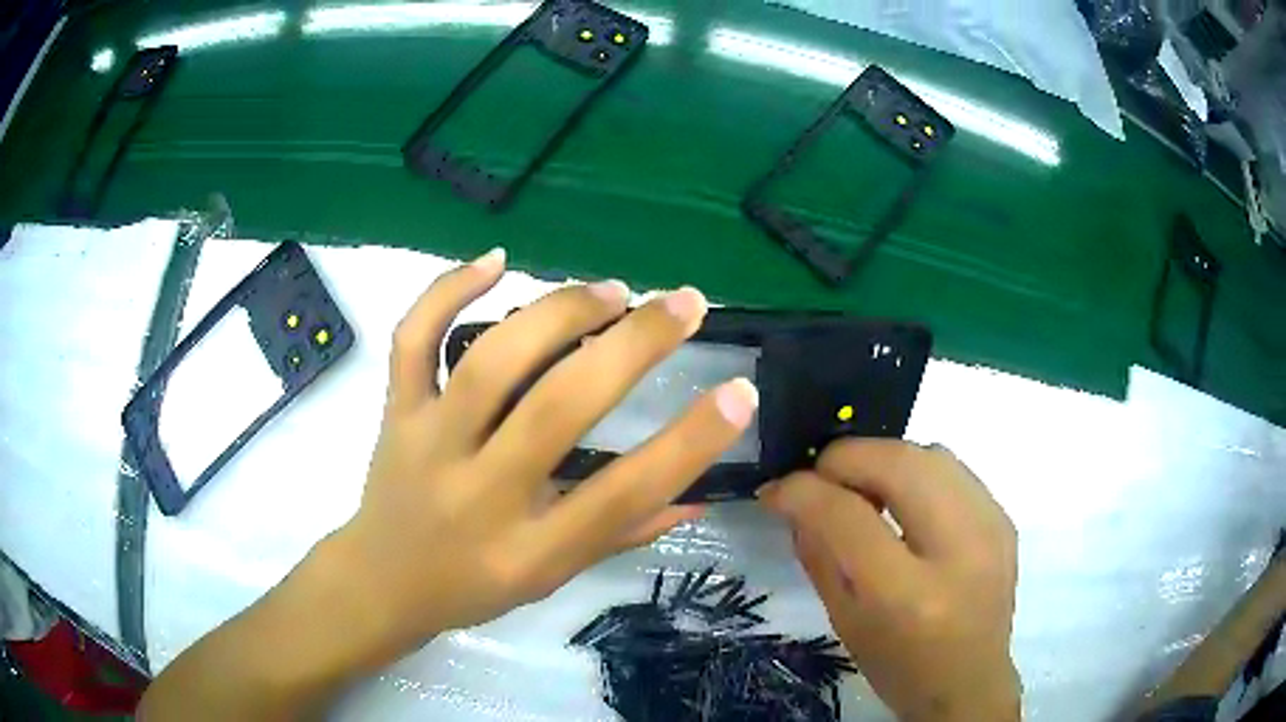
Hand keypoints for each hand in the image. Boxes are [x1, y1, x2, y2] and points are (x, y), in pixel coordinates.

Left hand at [325, 248, 758, 663]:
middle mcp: (479, 494)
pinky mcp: (395, 412)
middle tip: (684, 304)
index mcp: (527, 551)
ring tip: (612, 291)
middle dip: (633, 346)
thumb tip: (698, 493)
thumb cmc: (473, 587)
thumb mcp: (552, 578)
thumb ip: (622, 532)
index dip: (689, 443)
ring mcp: (428, 443)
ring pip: (490, 360)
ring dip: (558, 313)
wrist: (380, 581)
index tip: (739, 393)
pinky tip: (495, 260)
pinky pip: (413, 339)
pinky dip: (447, 289)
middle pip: (558, 409)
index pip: (621, 495)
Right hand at [758, 440, 1019, 721]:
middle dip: (845, 459)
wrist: (970, 682)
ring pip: (929, 453)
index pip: (847, 516)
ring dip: (882, 460)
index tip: (776, 490)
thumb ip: (819, 554)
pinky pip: (953, 469)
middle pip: (898, 462)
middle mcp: (959, 549)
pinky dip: (916, 473)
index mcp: (907, 595)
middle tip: (819, 480)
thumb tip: (795, 498)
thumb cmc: (899, 666)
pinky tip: (906, 504)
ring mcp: (991, 527)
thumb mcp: (844, 621)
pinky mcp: (1004, 518)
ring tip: (864, 490)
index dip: (802, 491)